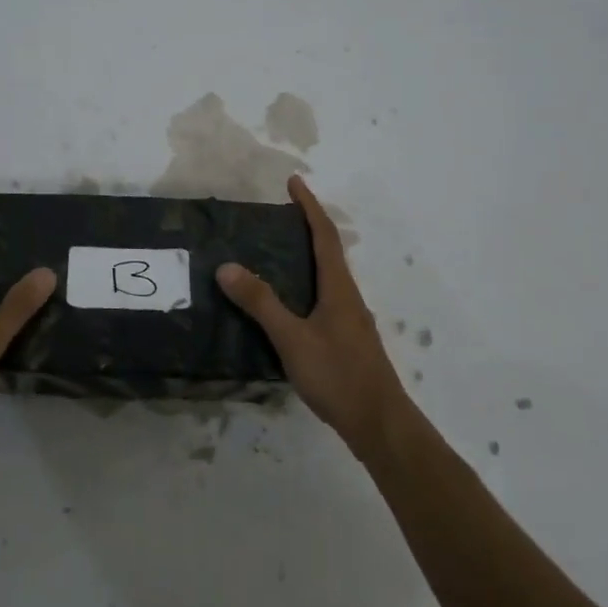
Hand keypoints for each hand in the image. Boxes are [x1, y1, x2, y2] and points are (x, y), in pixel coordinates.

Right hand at [217, 175, 408, 455]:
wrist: (380, 424)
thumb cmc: (338, 375)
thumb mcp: (292, 338)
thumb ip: (261, 303)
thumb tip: (227, 266)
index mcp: (338, 287)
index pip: (324, 235)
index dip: (308, 206)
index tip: (293, 182)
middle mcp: (347, 296)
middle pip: (328, 251)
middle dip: (306, 227)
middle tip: (276, 215)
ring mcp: (350, 319)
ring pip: (327, 276)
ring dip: (306, 256)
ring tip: (274, 253)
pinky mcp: (347, 339)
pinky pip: (323, 298)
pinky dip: (304, 285)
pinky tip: (286, 304)